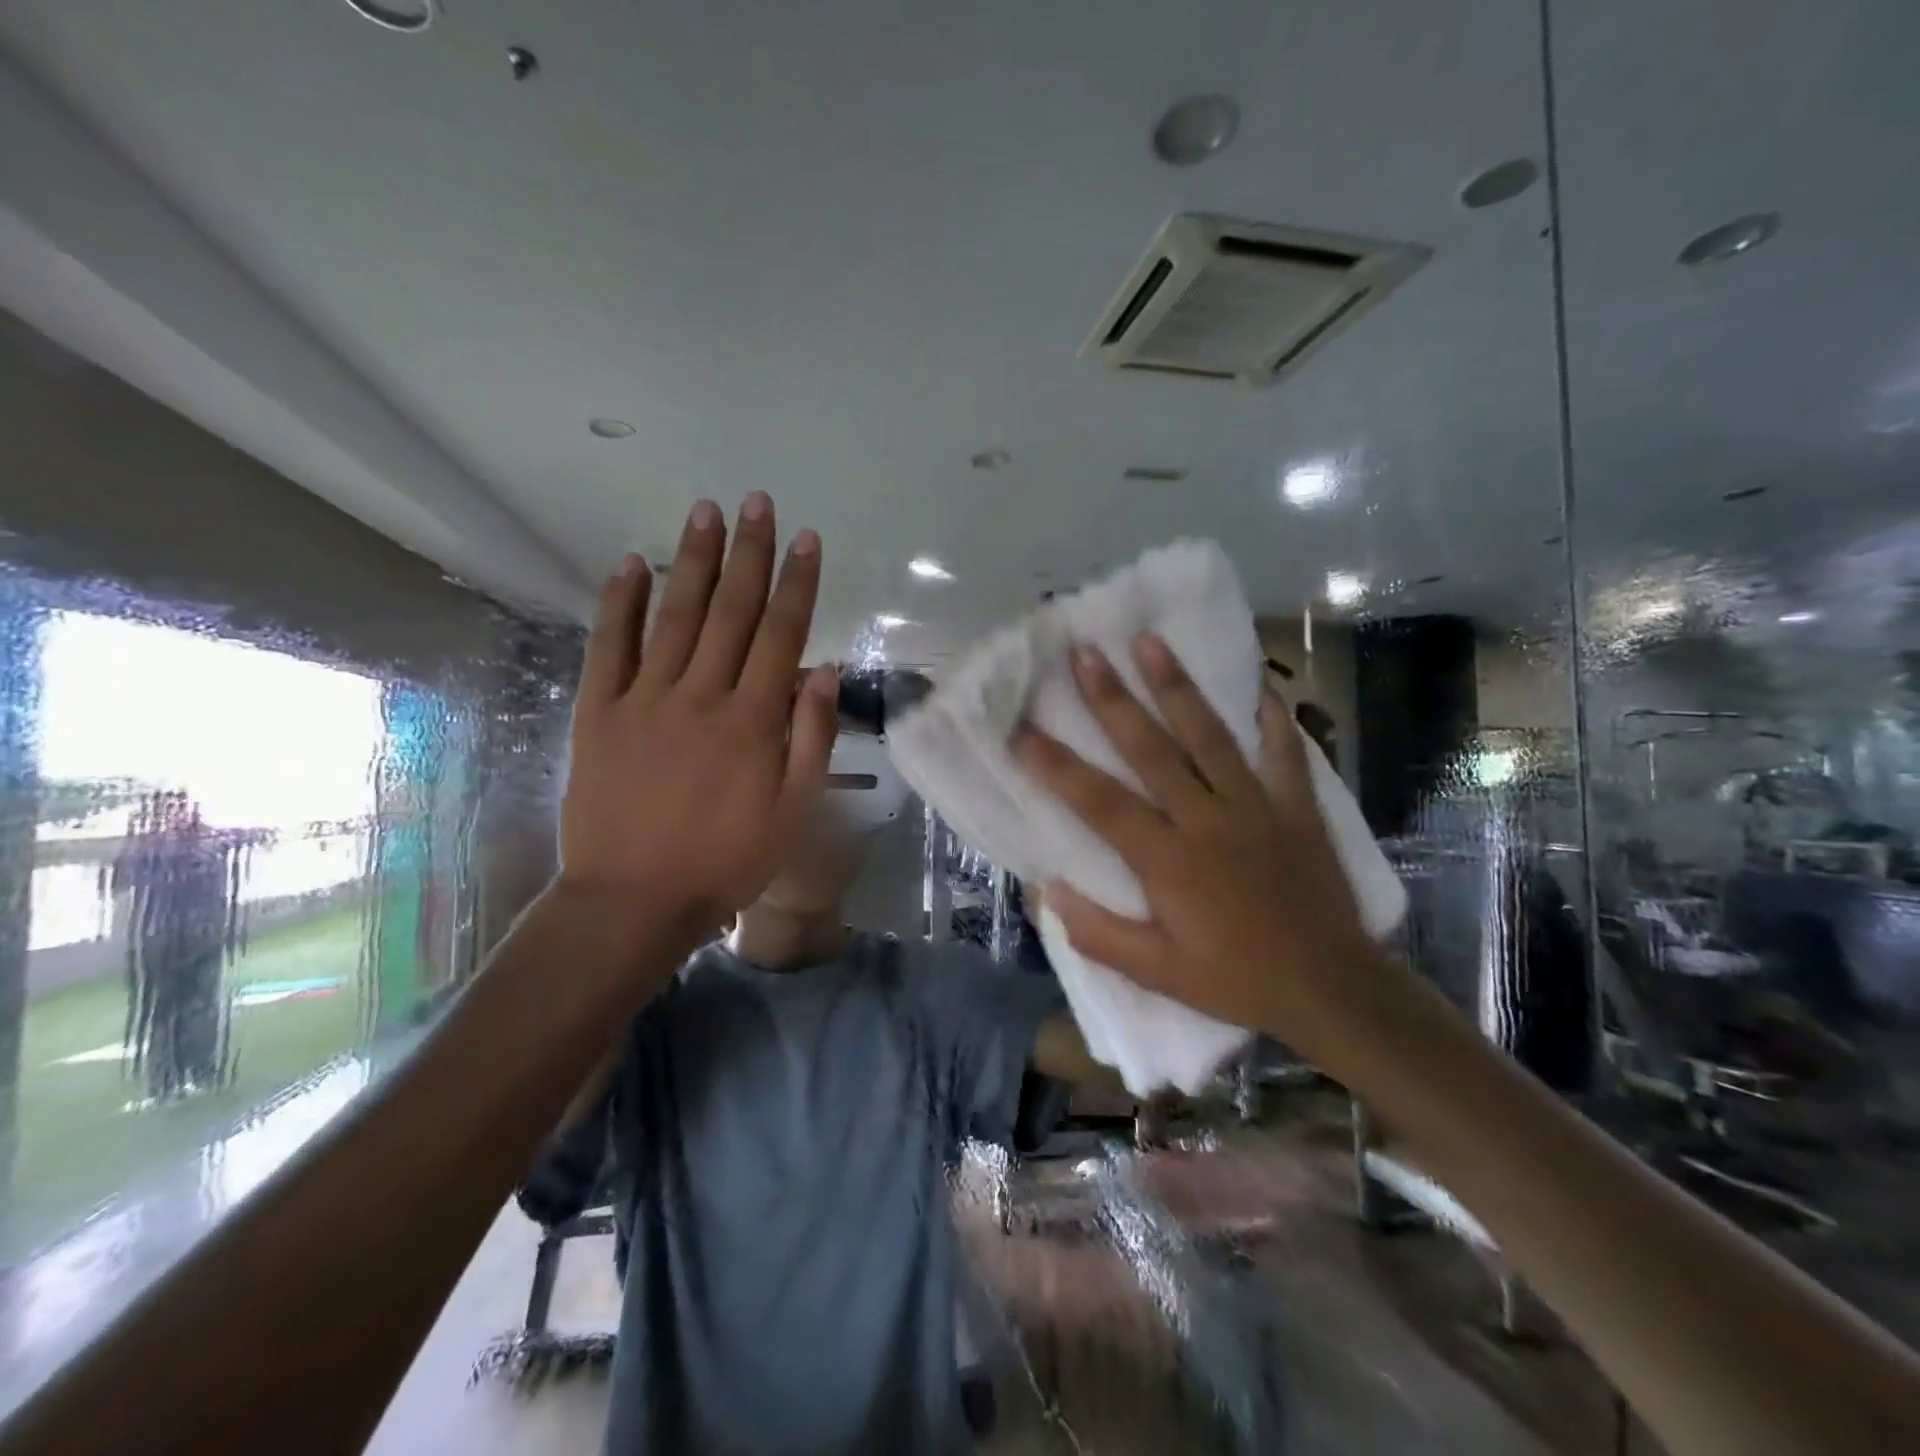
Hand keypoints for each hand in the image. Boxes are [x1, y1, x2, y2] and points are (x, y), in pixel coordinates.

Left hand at [560, 492, 838, 933]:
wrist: (634, 900)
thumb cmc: (727, 861)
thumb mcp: (793, 811)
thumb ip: (811, 737)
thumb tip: (824, 670)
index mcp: (753, 720)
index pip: (781, 634)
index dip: (796, 584)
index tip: (806, 539)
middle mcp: (701, 695)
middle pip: (730, 611)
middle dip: (748, 553)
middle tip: (757, 502)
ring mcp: (644, 699)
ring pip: (675, 616)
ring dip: (692, 560)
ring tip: (705, 512)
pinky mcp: (598, 712)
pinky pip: (609, 646)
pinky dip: (620, 603)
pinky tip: (630, 564)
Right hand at [1012, 635, 1386, 1050]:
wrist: (1331, 988)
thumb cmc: (1236, 980)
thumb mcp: (1158, 974)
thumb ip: (1098, 933)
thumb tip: (1046, 890)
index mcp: (1168, 860)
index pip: (1098, 802)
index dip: (1054, 765)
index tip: (1019, 730)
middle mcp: (1207, 819)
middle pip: (1151, 749)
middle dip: (1112, 699)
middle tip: (1085, 653)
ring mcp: (1257, 806)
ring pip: (1209, 735)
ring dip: (1177, 686)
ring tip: (1150, 641)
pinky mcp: (1297, 806)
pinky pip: (1284, 749)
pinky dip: (1272, 714)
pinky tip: (1259, 680)